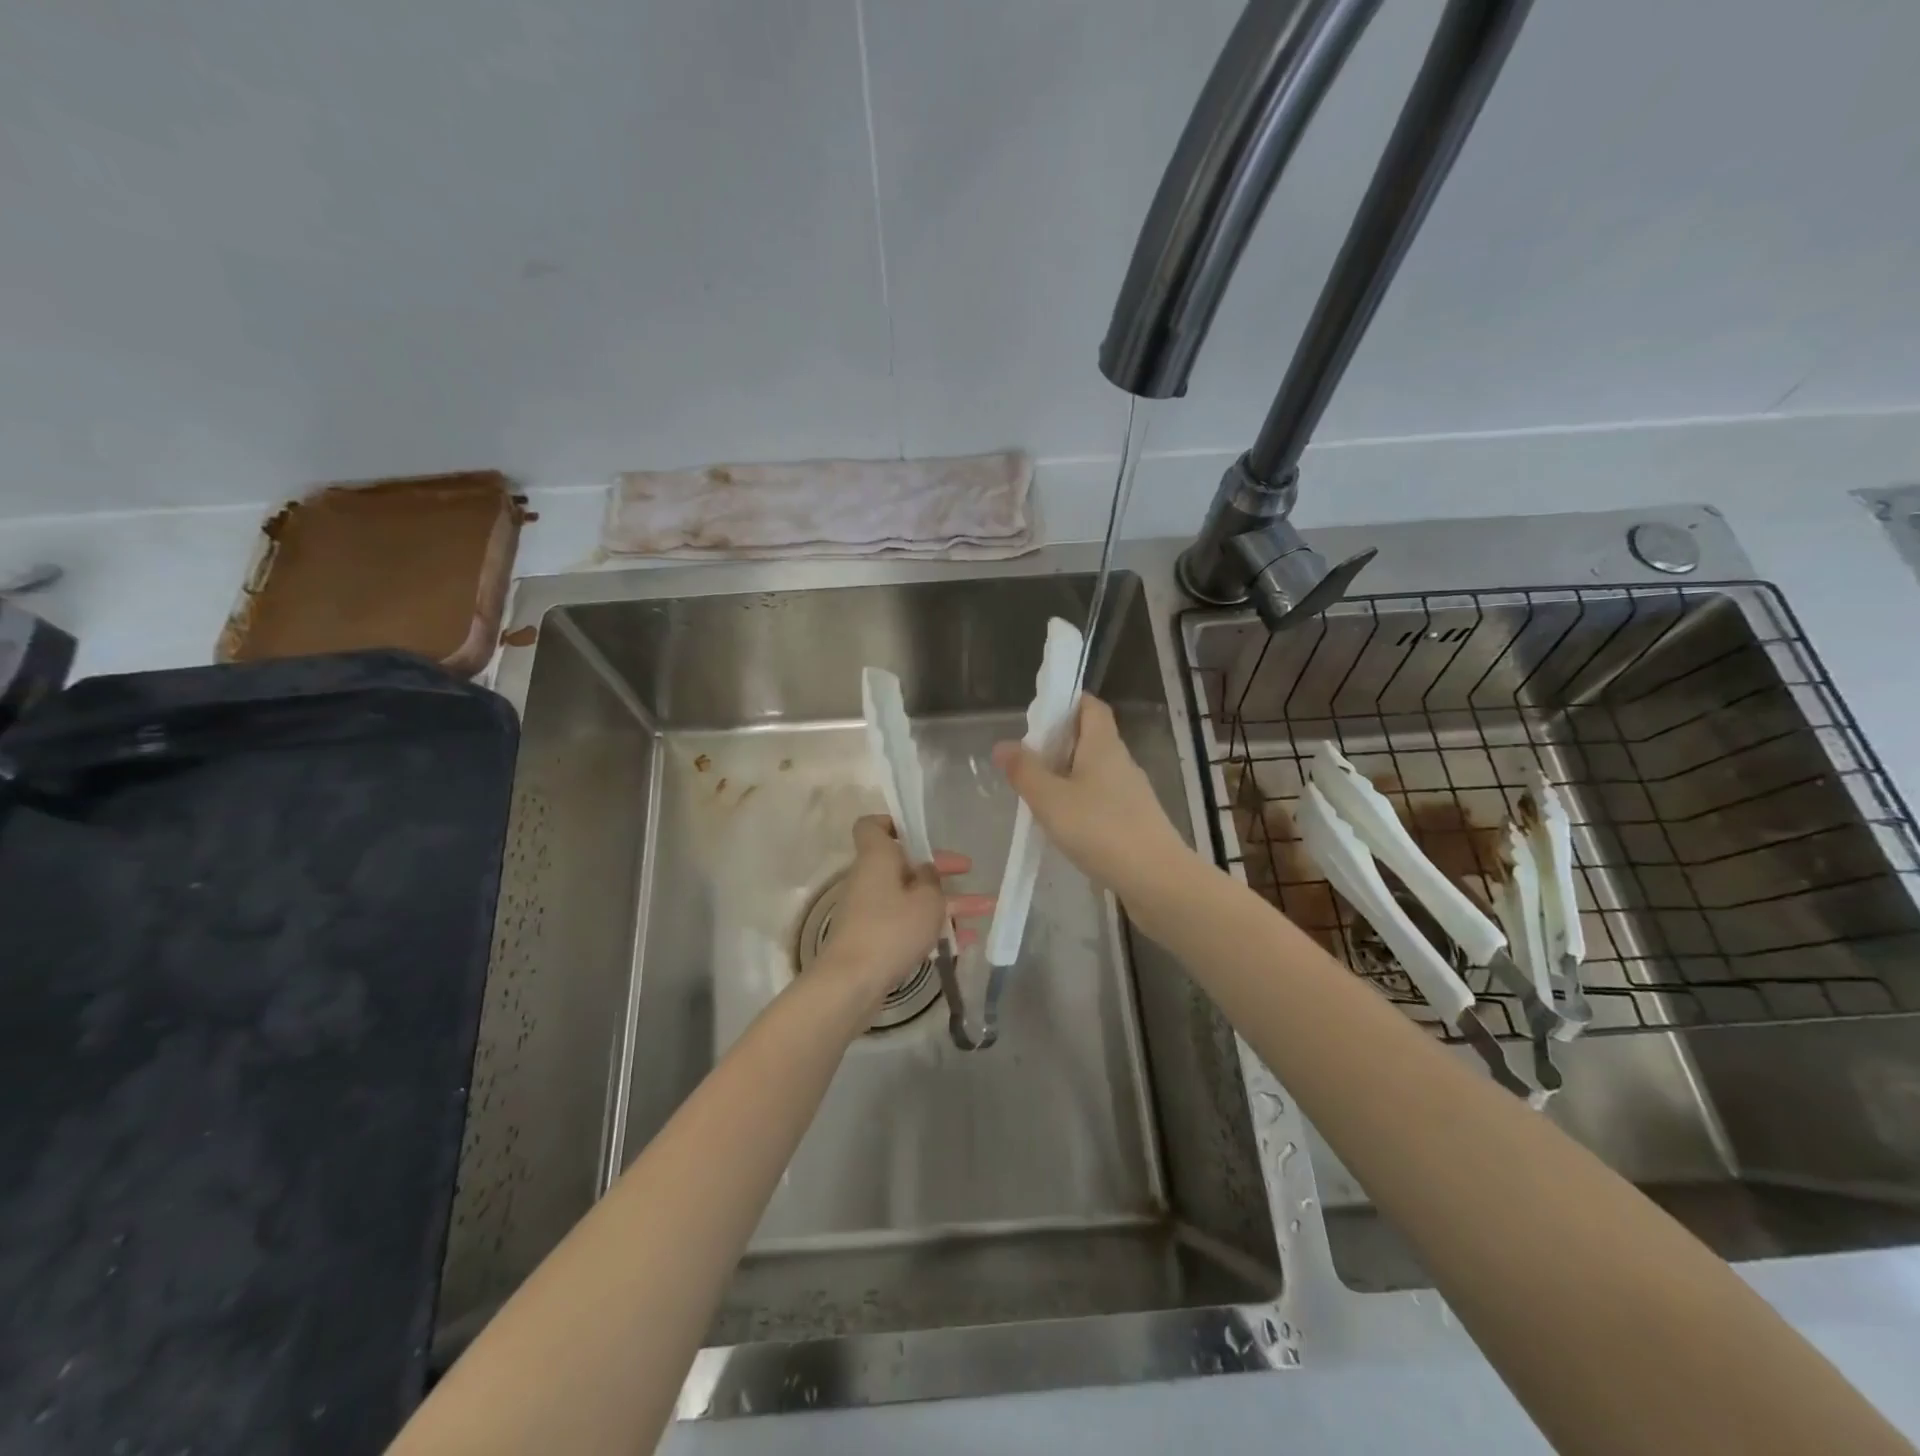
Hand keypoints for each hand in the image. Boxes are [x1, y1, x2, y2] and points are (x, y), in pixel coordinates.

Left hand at [820, 815, 993, 1001]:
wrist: (852, 981)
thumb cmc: (891, 928)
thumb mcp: (927, 900)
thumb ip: (933, 879)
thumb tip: (926, 871)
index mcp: (877, 857)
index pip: (872, 826)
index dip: (894, 823)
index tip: (920, 832)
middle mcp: (870, 878)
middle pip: (904, 863)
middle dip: (939, 867)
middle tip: (968, 870)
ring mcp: (870, 909)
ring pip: (911, 896)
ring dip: (946, 902)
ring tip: (985, 909)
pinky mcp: (874, 937)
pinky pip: (908, 922)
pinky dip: (934, 926)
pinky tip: (966, 941)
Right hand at [992, 694, 1191, 903]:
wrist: (1156, 879)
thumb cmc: (1101, 829)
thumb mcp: (1051, 799)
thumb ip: (1024, 771)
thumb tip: (1003, 745)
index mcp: (1103, 745)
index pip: (1091, 706)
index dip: (1067, 702)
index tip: (1038, 715)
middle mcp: (1121, 762)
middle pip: (1090, 738)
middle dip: (1058, 743)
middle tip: (1026, 759)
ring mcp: (1131, 793)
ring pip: (1094, 772)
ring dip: (1067, 776)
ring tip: (1037, 794)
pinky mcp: (1134, 820)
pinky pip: (1102, 800)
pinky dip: (1080, 803)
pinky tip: (1063, 825)